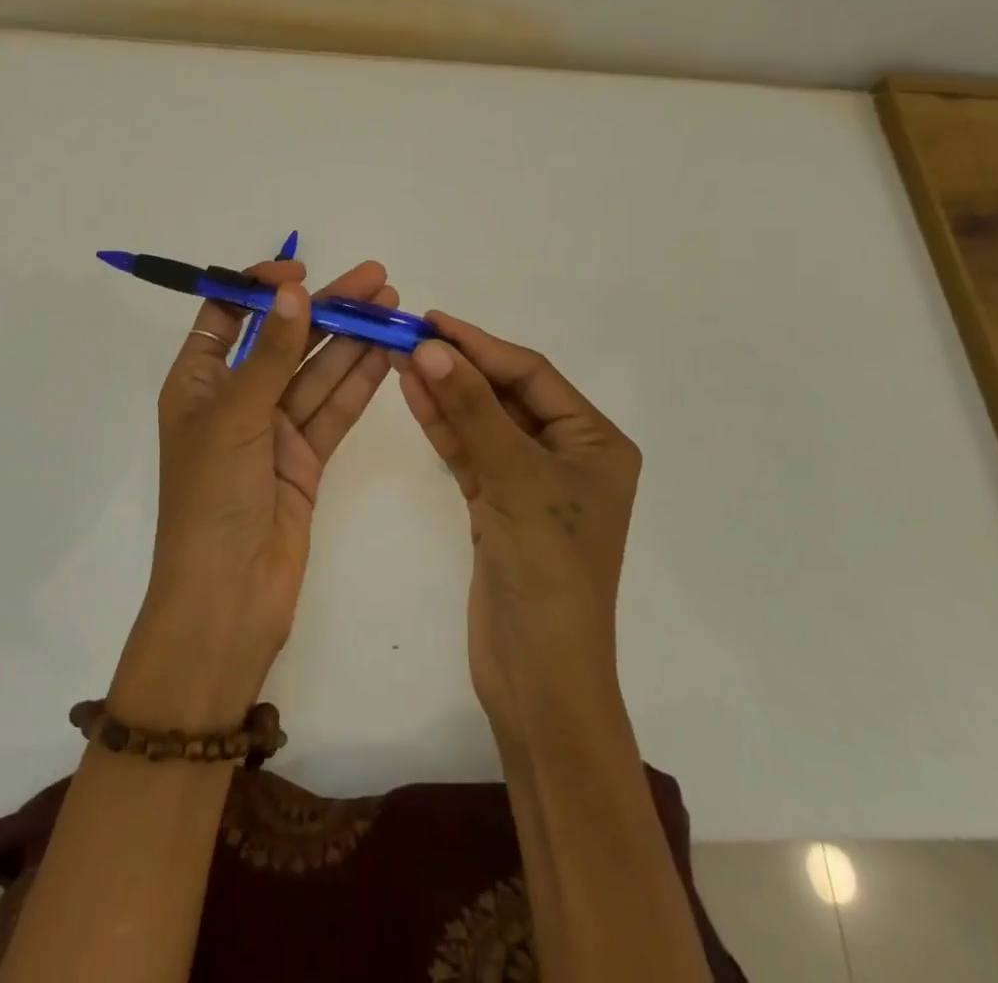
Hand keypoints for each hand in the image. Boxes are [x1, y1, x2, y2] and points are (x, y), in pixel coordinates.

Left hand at [109, 259, 397, 732]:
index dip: (259, 287)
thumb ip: (270, 353)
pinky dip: (359, 382)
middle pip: (284, 340)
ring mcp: (273, 429)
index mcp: (198, 383)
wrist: (228, 599)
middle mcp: (236, 399)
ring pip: (317, 372)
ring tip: (392, 305)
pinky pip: (334, 409)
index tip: (300, 270)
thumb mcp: (236, 417)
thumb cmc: (212, 499)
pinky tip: (388, 352)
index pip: (227, 316)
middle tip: (376, 279)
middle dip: (327, 308)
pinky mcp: (305, 458)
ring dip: (352, 339)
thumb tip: (292, 290)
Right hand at [396, 313, 640, 744]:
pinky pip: (471, 454)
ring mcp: (532, 482)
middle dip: (460, 367)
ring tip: (402, 358)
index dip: (481, 345)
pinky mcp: (500, 507)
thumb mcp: (515, 479)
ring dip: (446, 393)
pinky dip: (444, 428)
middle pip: (507, 395)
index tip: (432, 321)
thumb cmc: (548, 570)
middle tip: (409, 336)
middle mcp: (568, 455)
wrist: (540, 676)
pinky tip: (414, 395)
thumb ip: (472, 410)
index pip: (532, 375)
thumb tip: (430, 347)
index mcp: (596, 442)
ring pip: (484, 423)